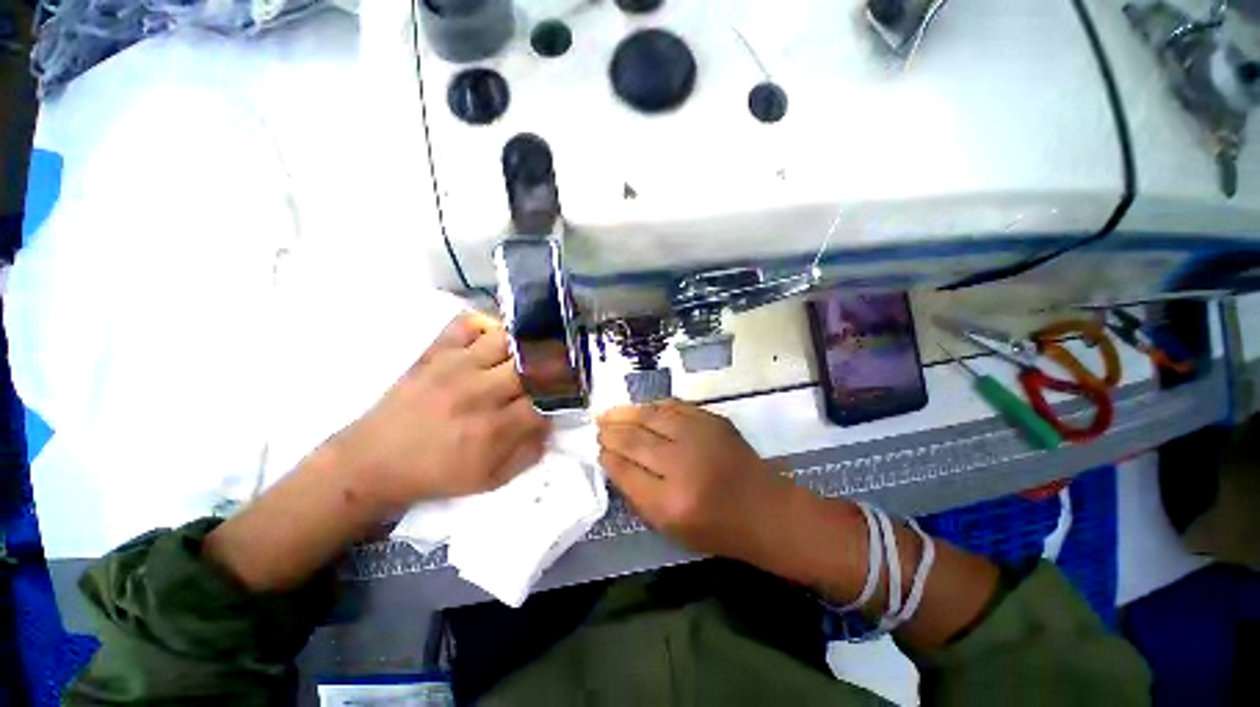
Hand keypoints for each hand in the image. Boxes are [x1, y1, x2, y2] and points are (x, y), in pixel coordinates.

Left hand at [331, 312, 548, 509]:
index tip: (567, 395)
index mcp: (494, 429)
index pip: (546, 401)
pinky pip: (467, 323)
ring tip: (530, 352)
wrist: (372, 462)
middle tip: (557, 370)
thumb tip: (551, 423)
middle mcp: (480, 392)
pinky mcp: (435, 353)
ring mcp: (456, 366)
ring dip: (525, 345)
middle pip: (533, 366)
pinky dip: (486, 325)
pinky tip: (493, 340)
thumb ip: (529, 452)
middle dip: (553, 367)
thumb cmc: (436, 474)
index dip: (563, 395)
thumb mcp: (490, 480)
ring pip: (508, 339)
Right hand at [596, 400, 797, 566]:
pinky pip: (673, 406)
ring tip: (608, 413)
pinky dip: (652, 406)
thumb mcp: (670, 528)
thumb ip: (638, 495)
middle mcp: (682, 463)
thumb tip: (614, 462)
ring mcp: (699, 436)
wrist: (766, 509)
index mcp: (669, 502)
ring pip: (650, 416)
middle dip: (611, 432)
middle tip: (597, 427)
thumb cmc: (717, 528)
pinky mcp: (712, 420)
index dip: (607, 457)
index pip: (625, 470)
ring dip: (625, 413)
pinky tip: (640, 408)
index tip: (598, 450)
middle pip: (634, 439)